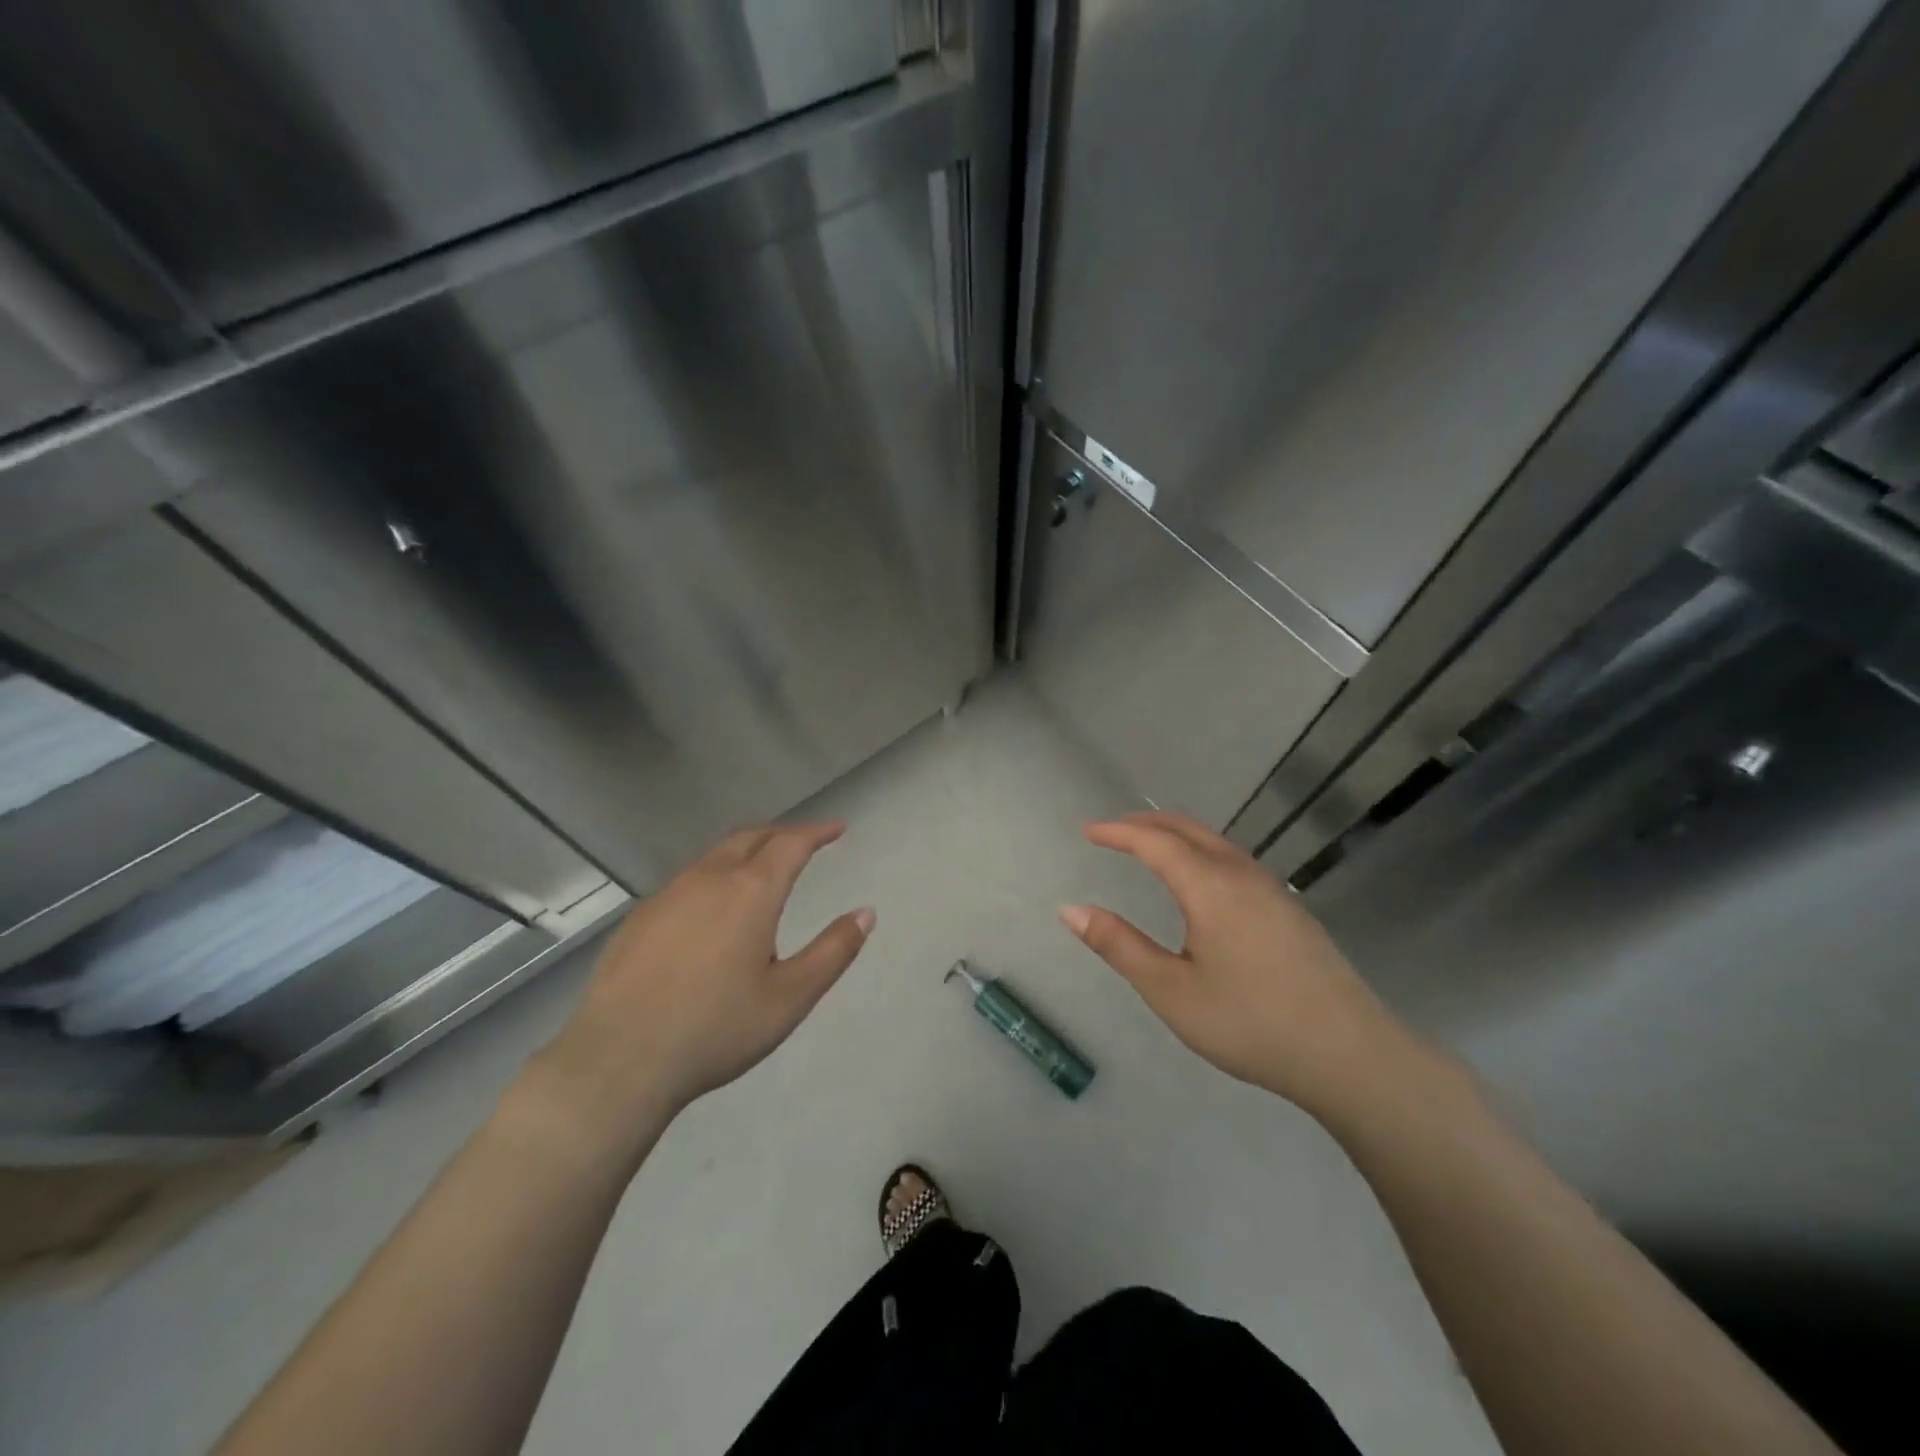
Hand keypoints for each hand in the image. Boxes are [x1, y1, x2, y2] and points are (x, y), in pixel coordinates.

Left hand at [535, 823, 873, 1141]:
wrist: (618, 1060)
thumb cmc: (716, 1028)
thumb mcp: (790, 997)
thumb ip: (833, 951)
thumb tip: (866, 913)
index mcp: (751, 891)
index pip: (791, 843)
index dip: (817, 831)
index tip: (836, 827)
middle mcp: (709, 879)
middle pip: (750, 836)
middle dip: (781, 833)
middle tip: (803, 842)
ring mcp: (668, 894)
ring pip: (715, 855)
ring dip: (746, 851)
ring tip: (762, 870)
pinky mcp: (639, 917)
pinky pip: (687, 880)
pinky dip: (714, 876)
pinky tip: (712, 909)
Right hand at [1062, 811, 1421, 1116]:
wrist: (1351, 1055)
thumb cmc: (1250, 1022)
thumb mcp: (1171, 991)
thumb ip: (1119, 946)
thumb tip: (1070, 910)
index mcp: (1210, 886)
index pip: (1154, 842)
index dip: (1118, 833)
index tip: (1088, 831)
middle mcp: (1242, 875)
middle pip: (1188, 830)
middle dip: (1146, 824)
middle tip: (1113, 831)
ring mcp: (1272, 890)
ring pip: (1216, 843)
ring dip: (1177, 836)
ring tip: (1149, 848)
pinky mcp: (1290, 910)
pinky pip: (1235, 860)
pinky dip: (1202, 852)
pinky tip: (1201, 882)